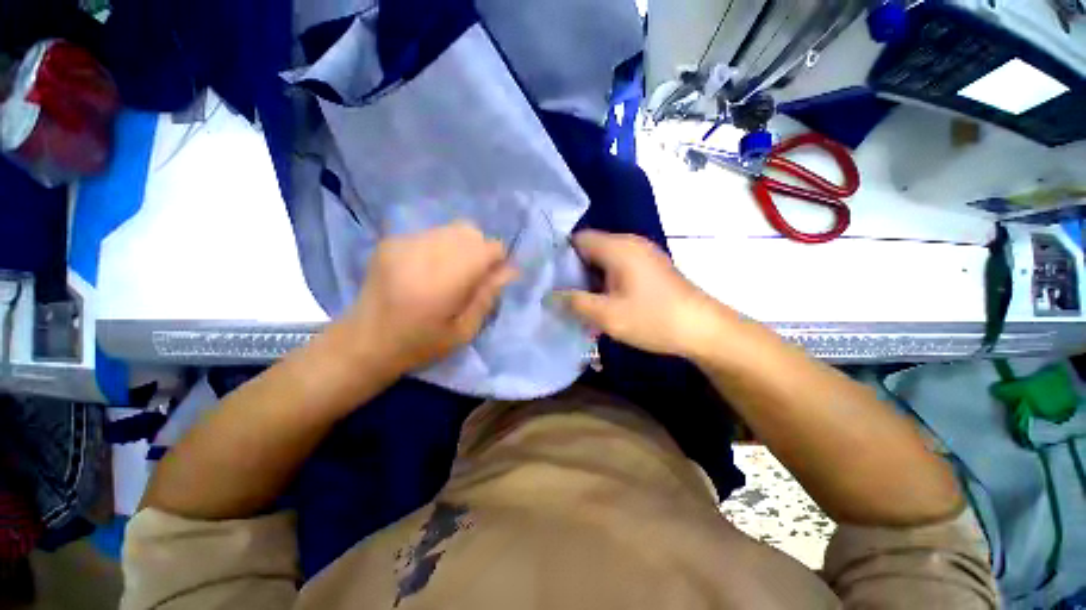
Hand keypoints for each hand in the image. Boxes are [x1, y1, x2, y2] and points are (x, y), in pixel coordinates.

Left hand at [342, 222, 517, 372]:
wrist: (364, 342)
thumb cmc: (420, 344)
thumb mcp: (464, 331)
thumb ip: (488, 296)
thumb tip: (510, 270)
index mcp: (446, 279)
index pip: (488, 247)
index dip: (496, 260)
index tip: (490, 279)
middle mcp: (426, 252)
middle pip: (470, 232)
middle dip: (479, 251)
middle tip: (470, 278)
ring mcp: (405, 243)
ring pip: (450, 229)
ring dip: (460, 247)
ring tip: (448, 273)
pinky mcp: (392, 241)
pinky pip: (430, 234)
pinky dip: (439, 247)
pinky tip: (427, 270)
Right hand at [557, 230, 734, 358]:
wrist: (703, 329)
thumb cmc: (653, 319)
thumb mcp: (607, 315)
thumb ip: (574, 302)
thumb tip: (548, 295)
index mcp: (618, 247)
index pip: (577, 239)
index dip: (560, 257)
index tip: (549, 279)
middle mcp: (630, 243)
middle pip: (590, 248)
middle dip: (574, 270)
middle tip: (561, 294)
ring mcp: (643, 254)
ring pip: (604, 259)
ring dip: (590, 278)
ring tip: (579, 301)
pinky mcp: (650, 267)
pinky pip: (618, 267)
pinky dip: (606, 280)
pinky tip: (603, 301)